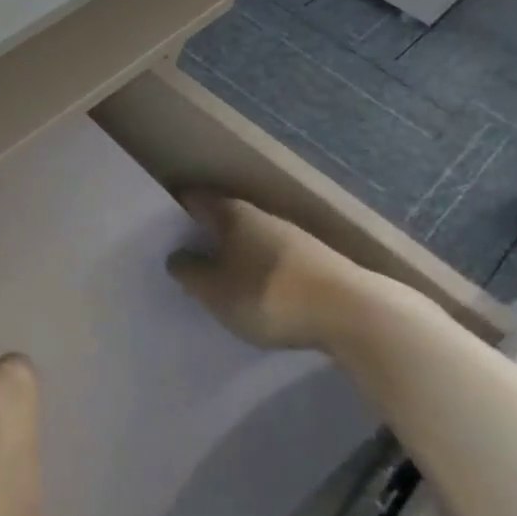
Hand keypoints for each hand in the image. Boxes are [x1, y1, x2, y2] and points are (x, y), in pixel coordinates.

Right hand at [167, 193, 408, 350]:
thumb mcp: (215, 291)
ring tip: (219, 277)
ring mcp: (295, 238)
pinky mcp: (318, 263)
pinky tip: (257, 290)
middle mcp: (263, 216)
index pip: (196, 200)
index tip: (161, 228)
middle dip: (206, 233)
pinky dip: (259, 269)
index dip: (176, 210)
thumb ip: (189, 272)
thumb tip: (177, 256)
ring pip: (252, 239)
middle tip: (185, 255)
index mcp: (233, 214)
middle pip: (225, 218)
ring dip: (235, 253)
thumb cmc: (270, 295)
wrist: (355, 315)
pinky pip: (274, 260)